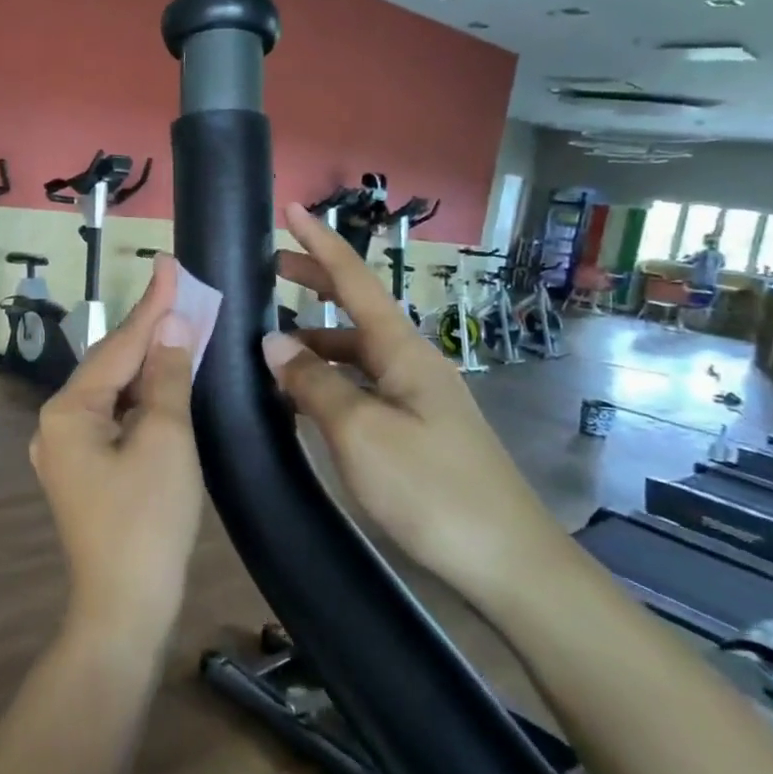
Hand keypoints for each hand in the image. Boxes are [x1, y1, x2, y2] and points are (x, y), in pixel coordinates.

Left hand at [30, 256, 204, 652]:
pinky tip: (165, 382)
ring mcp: (65, 450)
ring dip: (148, 364)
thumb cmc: (147, 521)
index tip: (170, 264)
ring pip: (113, 392)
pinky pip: (114, 419)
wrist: (125, 609)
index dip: (151, 304)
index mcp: (68, 410)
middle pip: (111, 365)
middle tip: (182, 291)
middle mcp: (56, 423)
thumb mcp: (166, 440)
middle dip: (149, 331)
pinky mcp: (83, 471)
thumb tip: (173, 329)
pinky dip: (141, 399)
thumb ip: (167, 378)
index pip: (118, 344)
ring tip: (181, 326)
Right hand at [261, 203, 566, 599]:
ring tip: (265, 351)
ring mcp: (414, 400)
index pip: (355, 281)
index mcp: (402, 351)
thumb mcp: (360, 432)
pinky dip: (325, 384)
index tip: (290, 209)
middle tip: (267, 269)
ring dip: (312, 344)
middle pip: (354, 310)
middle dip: (313, 284)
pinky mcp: (413, 433)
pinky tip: (299, 403)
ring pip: (353, 355)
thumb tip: (274, 343)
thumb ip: (313, 383)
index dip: (320, 244)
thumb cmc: (431, 490)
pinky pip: (359, 389)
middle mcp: (410, 364)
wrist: (507, 565)